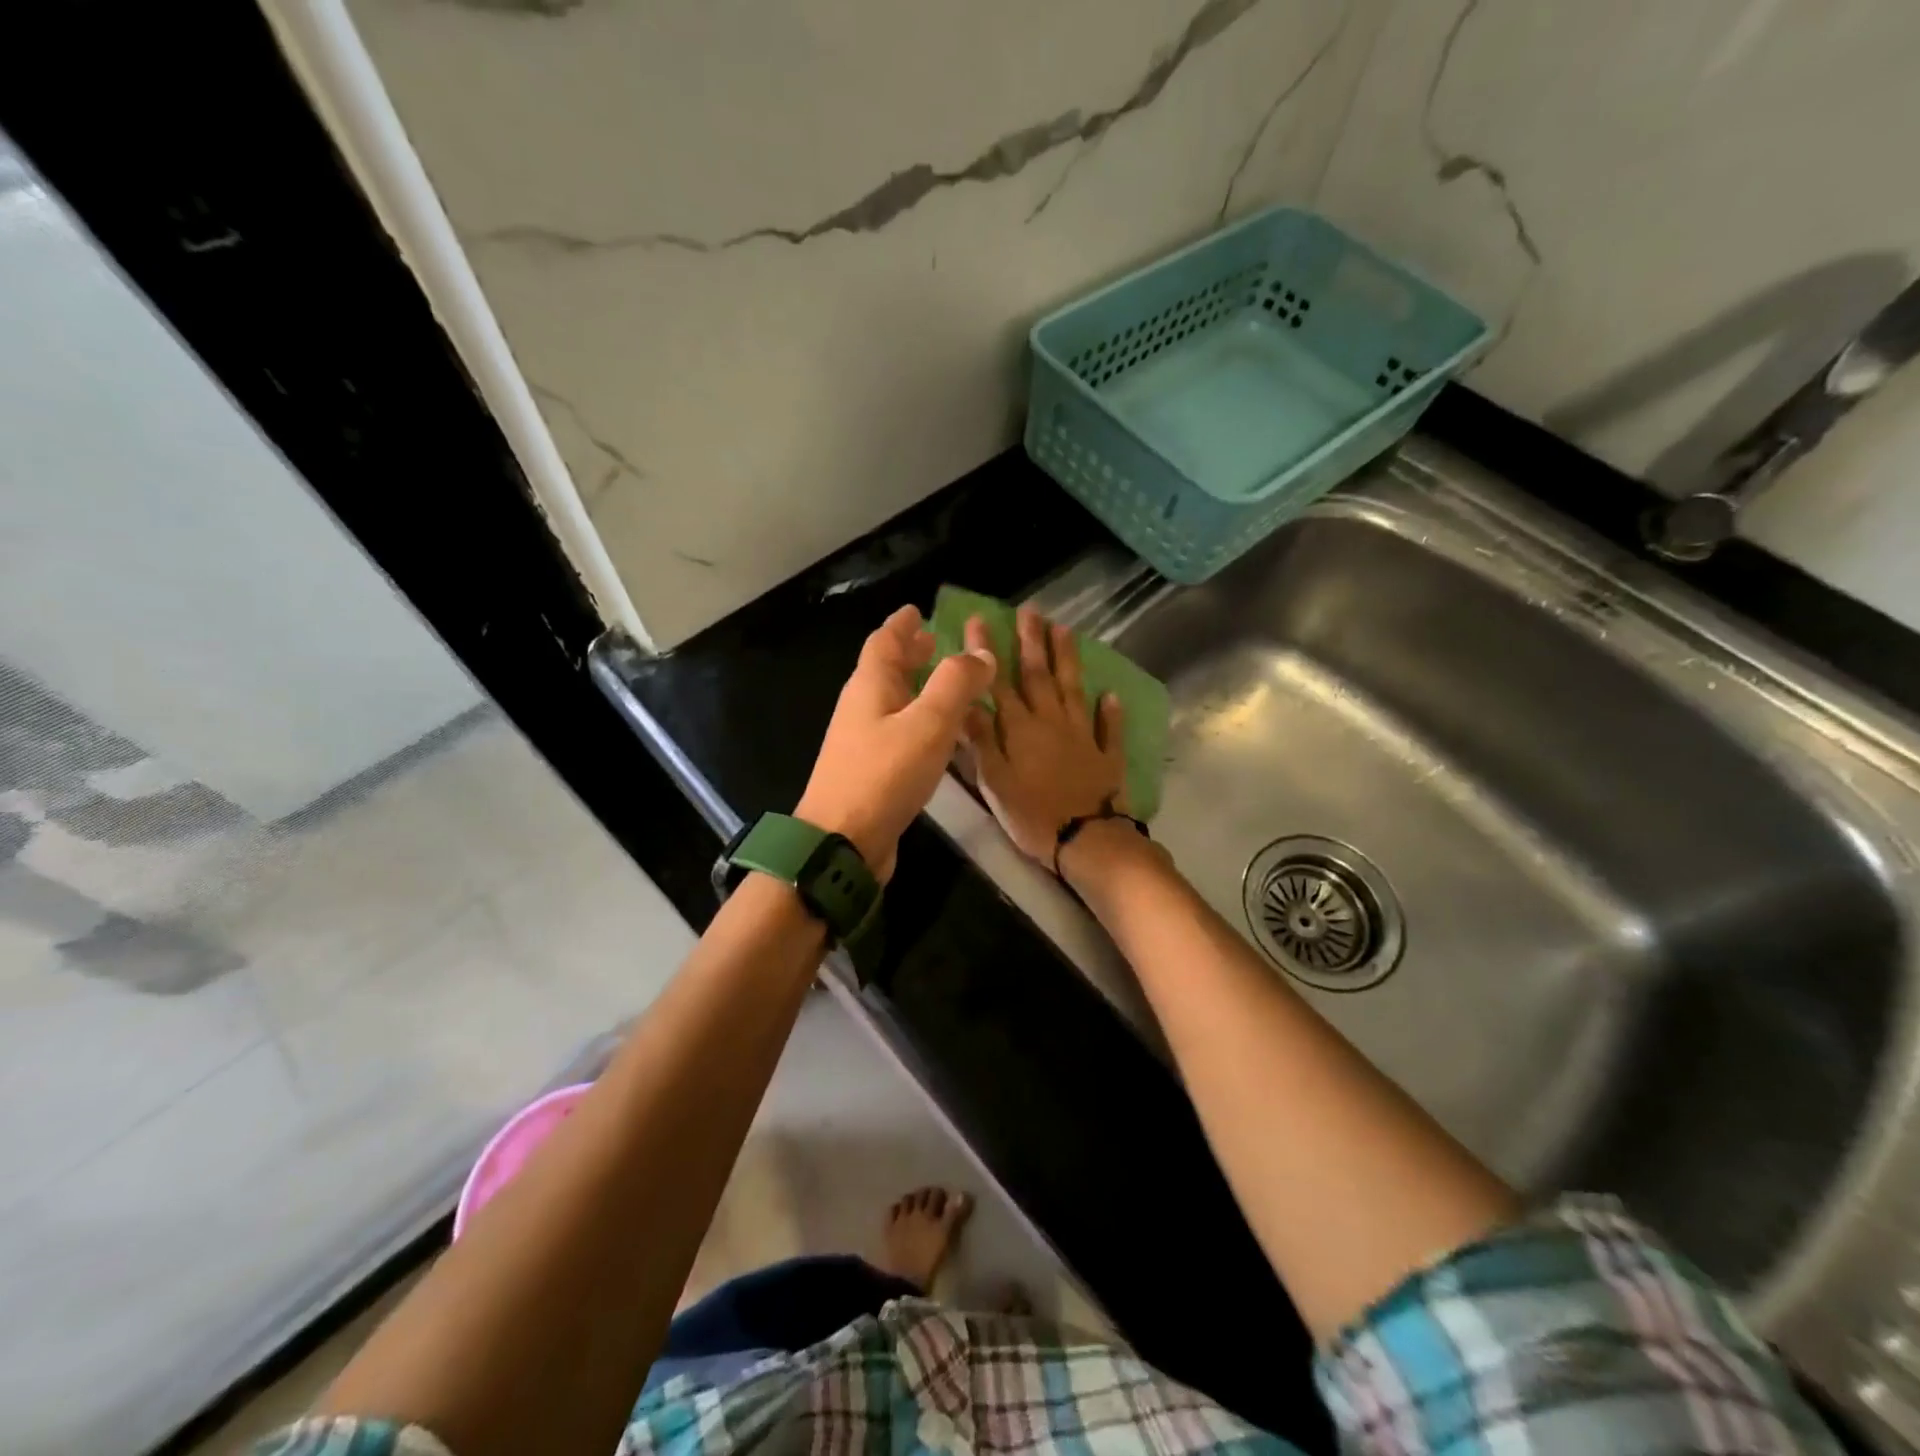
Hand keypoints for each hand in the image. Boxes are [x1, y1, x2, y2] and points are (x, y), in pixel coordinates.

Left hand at [795, 604, 995, 881]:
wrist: (842, 842)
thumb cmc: (884, 775)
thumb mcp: (928, 723)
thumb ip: (956, 684)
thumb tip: (980, 652)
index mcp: (870, 686)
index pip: (884, 642)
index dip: (902, 624)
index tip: (918, 610)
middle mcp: (862, 708)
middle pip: (886, 670)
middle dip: (911, 654)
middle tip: (936, 642)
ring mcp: (864, 741)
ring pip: (895, 702)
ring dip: (919, 688)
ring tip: (950, 685)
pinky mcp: (873, 771)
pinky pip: (901, 732)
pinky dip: (922, 722)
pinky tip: (944, 737)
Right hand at [962, 606, 1127, 864]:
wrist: (1085, 840)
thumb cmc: (1031, 814)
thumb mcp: (994, 781)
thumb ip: (982, 740)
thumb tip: (965, 702)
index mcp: (1020, 729)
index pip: (1000, 683)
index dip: (988, 652)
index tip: (981, 620)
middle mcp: (1051, 722)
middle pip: (1040, 675)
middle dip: (1032, 641)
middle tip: (1030, 611)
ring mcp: (1082, 735)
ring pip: (1073, 689)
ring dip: (1068, 659)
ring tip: (1065, 630)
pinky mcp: (1105, 755)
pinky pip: (1108, 727)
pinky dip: (1109, 710)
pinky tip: (1110, 694)